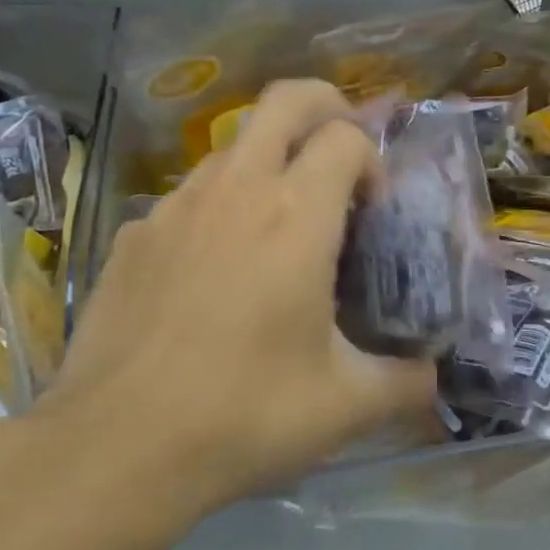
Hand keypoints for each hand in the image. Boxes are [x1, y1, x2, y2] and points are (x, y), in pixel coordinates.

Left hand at [25, 79, 434, 525]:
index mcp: (296, 216)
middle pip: (285, 100)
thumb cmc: (247, 416)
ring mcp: (173, 208)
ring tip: (280, 227)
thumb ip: (407, 381)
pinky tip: (216, 273)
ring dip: (269, 162)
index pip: (346, 137)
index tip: (374, 211)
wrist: (118, 449)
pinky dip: (218, 209)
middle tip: (340, 153)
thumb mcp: (348, 405)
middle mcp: (235, 191)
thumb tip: (431, 376)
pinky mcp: (131, 237)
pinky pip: (187, 198)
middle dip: (325, 106)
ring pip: (232, 147)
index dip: (372, 160)